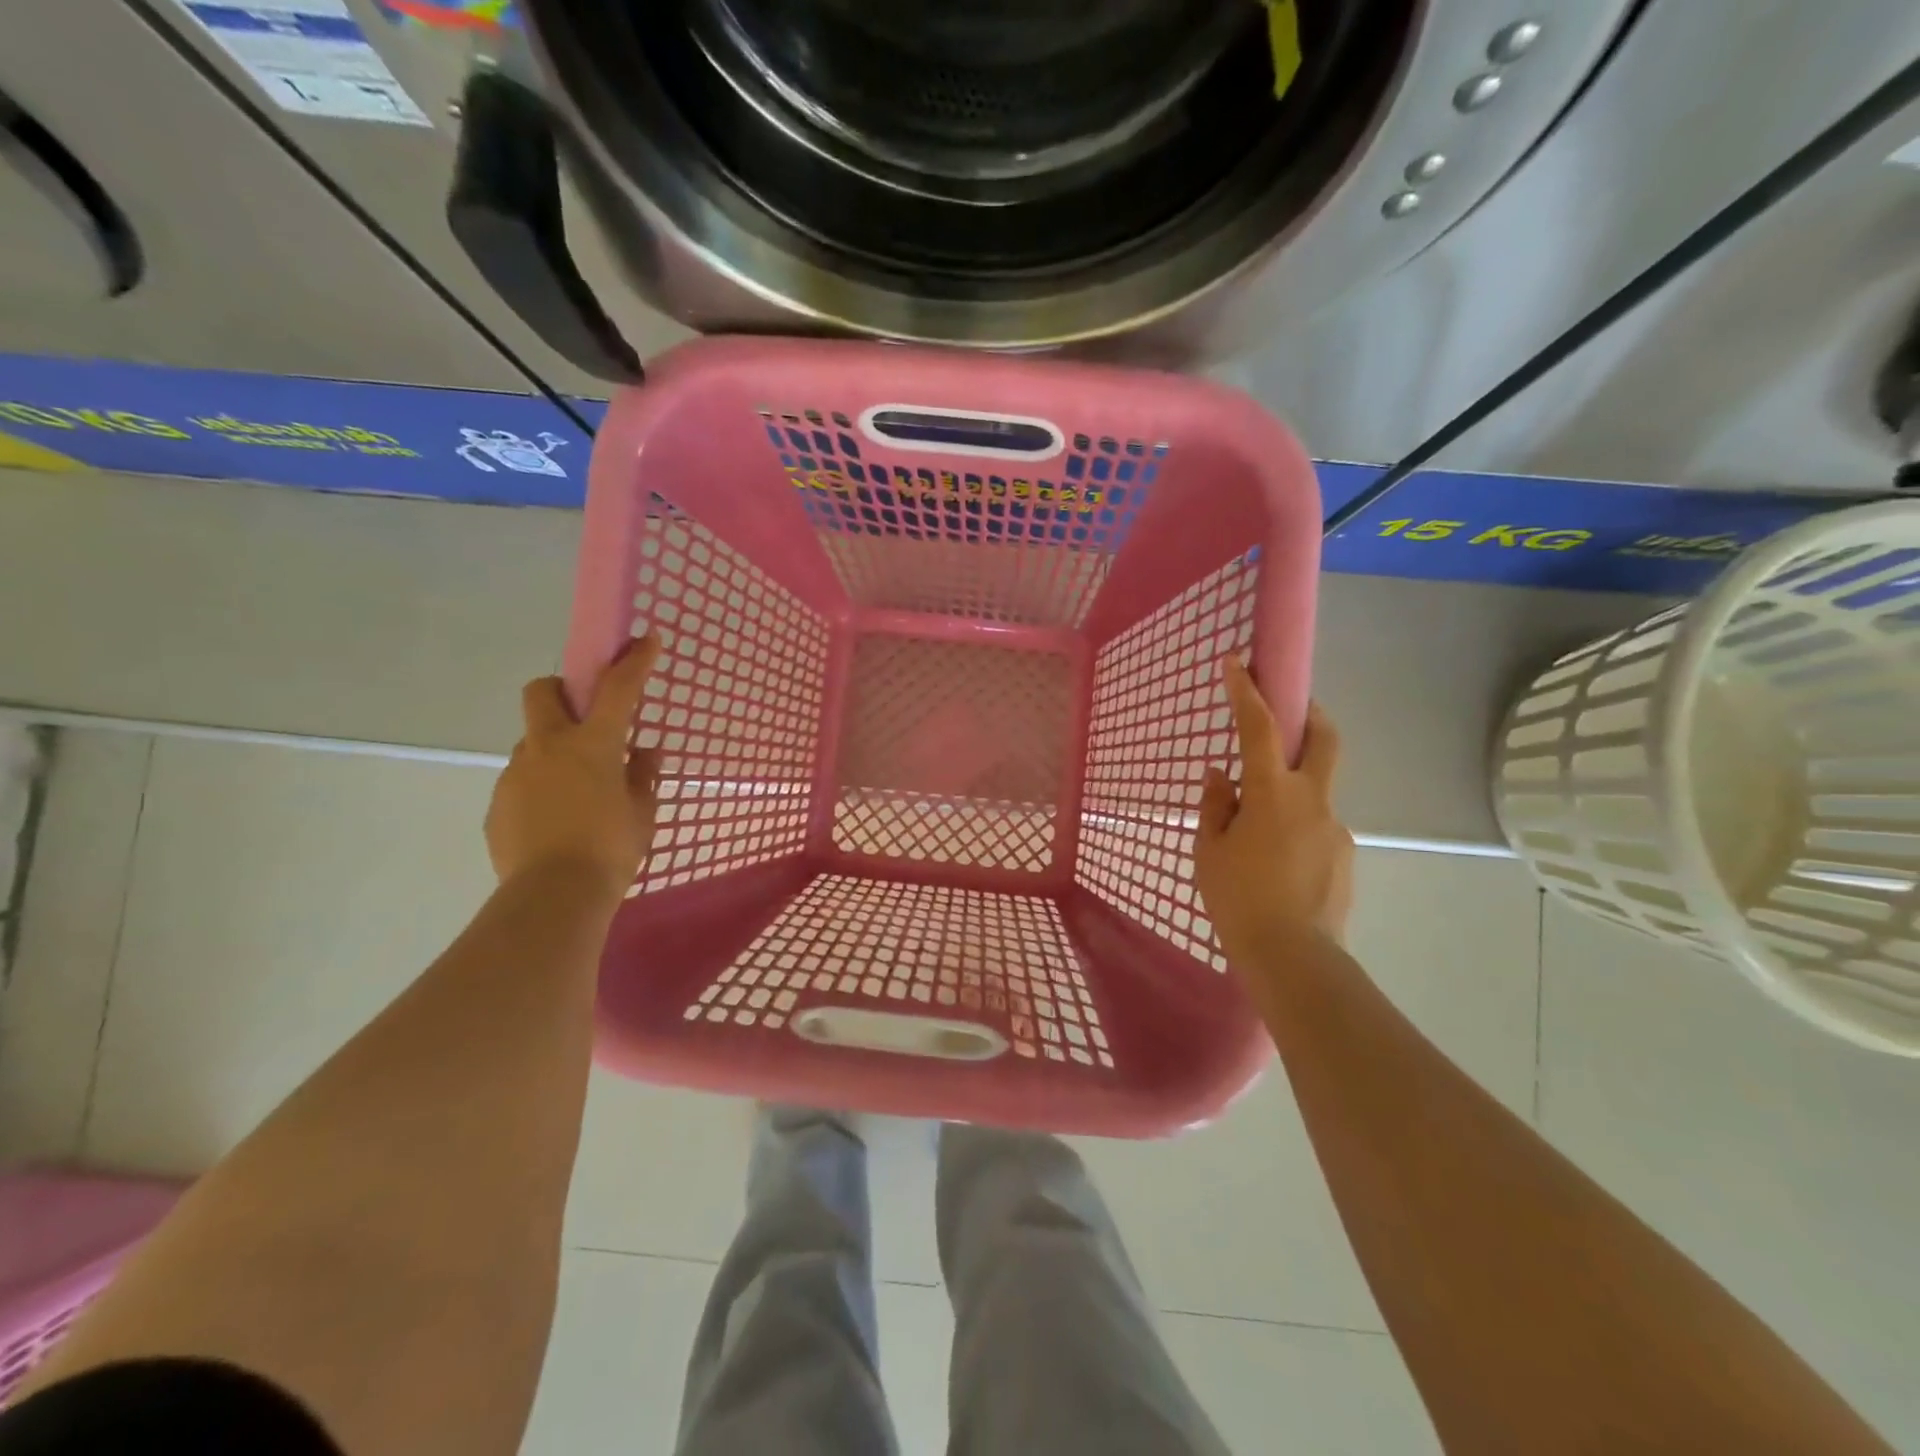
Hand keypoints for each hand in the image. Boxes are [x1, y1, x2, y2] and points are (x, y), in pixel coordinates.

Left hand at [485, 635, 662, 897]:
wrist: (553, 897)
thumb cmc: (611, 849)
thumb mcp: (643, 812)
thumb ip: (643, 775)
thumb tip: (644, 753)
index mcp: (591, 744)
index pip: (617, 688)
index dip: (634, 661)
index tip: (645, 639)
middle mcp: (547, 747)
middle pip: (542, 693)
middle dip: (561, 691)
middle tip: (584, 718)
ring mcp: (516, 774)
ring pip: (532, 743)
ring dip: (554, 751)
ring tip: (577, 791)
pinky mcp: (498, 804)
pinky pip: (522, 782)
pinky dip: (540, 788)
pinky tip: (557, 820)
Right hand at [1194, 657, 1353, 962]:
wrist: (1294, 958)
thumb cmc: (1239, 899)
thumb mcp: (1210, 850)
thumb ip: (1216, 805)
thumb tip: (1220, 774)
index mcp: (1272, 793)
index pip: (1260, 728)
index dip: (1247, 691)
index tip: (1237, 662)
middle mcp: (1312, 800)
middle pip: (1324, 739)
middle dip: (1310, 714)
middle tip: (1292, 709)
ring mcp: (1335, 827)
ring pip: (1316, 789)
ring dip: (1293, 788)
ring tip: (1260, 829)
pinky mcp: (1345, 854)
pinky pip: (1318, 826)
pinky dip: (1298, 827)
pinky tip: (1278, 861)